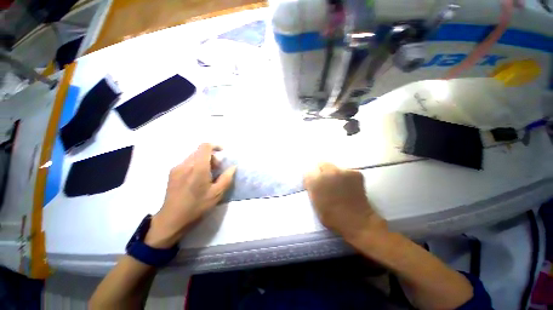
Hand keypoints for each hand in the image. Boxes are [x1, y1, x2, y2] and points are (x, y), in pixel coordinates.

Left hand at [145, 143, 235, 247]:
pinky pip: (187, 163)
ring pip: (193, 157)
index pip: (205, 147)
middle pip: (199, 151)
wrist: (171, 220)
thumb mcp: (217, 193)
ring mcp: (176, 168)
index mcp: (197, 168)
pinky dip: (196, 165)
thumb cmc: (197, 207)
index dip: (215, 145)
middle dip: (211, 156)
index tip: (223, 152)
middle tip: (217, 169)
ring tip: (208, 175)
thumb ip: (227, 178)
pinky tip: (197, 179)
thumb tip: (233, 167)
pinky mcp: (172, 174)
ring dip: (203, 161)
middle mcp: (185, 164)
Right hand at [304, 163, 387, 243]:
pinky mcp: (355, 173)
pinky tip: (350, 187)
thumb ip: (311, 187)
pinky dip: (348, 177)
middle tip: (327, 181)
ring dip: (335, 174)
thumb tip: (312, 179)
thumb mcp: (314, 201)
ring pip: (335, 167)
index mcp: (315, 180)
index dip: (312, 178)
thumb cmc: (331, 216)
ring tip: (340, 185)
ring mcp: (342, 171)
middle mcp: (327, 172)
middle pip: (322, 164)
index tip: (315, 183)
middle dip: (323, 171)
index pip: (309, 171)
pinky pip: (347, 172)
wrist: (355, 221)